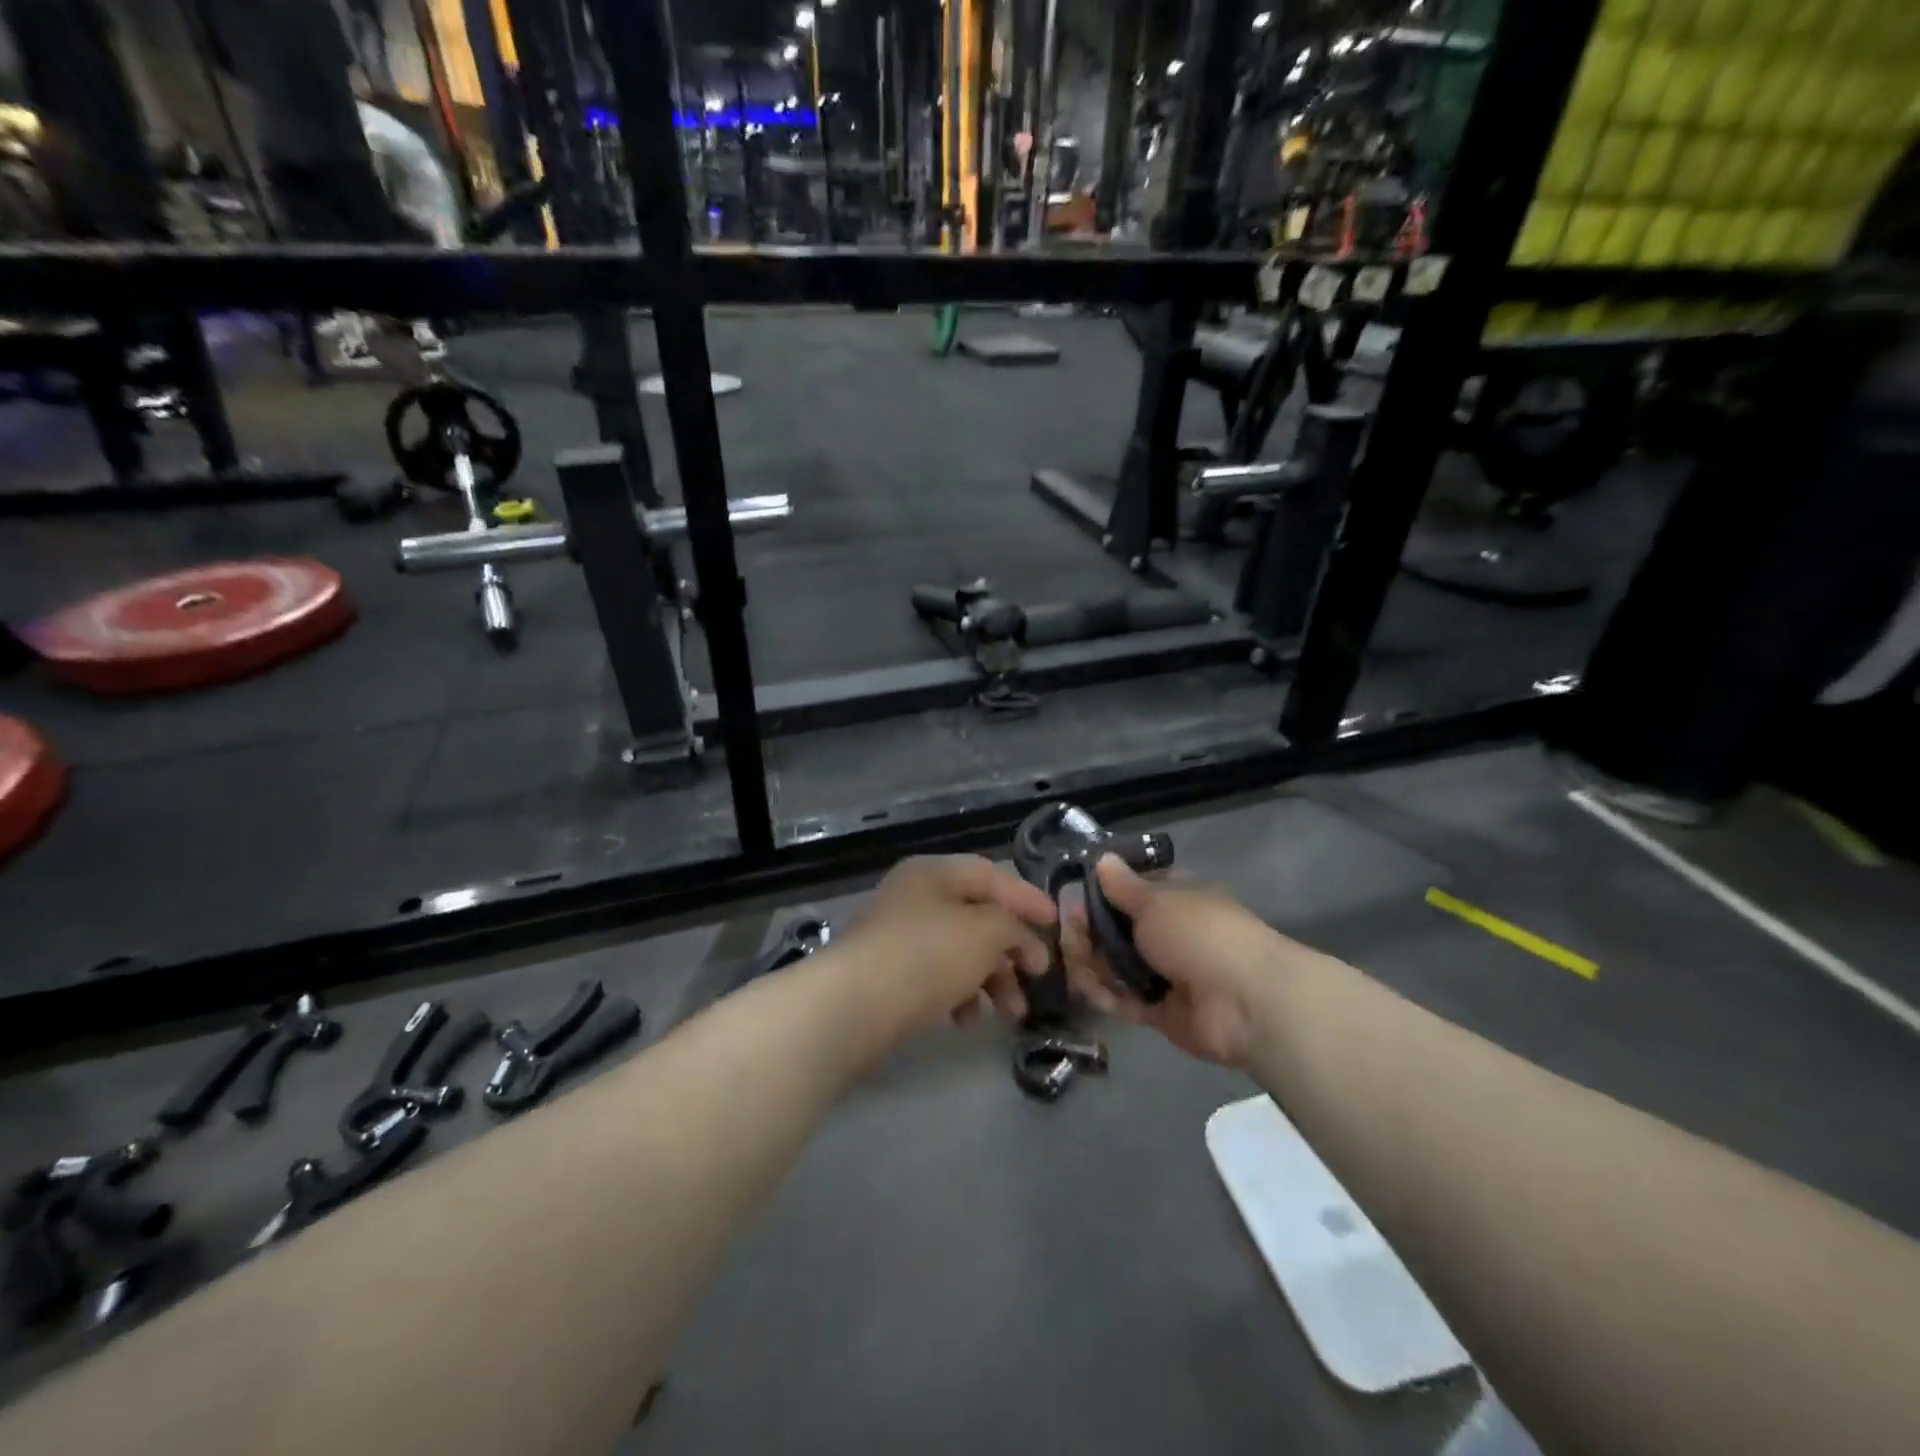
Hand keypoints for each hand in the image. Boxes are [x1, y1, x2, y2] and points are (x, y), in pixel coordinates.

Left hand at [834, 856, 1056, 1041]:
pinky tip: (965, 1020)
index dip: (1028, 898)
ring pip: (960, 952)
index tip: (1057, 924)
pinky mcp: (889, 976)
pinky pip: (937, 978)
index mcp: (934, 873)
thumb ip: (1015, 928)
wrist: (854, 1006)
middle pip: (977, 917)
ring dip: (992, 980)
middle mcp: (915, 898)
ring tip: (1010, 1014)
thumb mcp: (986, 931)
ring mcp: (899, 937)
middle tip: (1037, 977)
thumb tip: (1025, 944)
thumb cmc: (928, 954)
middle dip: (1012, 950)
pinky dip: (959, 995)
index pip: (992, 875)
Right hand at [1061, 856, 1283, 1069]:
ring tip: (1074, 964)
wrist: (1244, 1002)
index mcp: (1176, 899)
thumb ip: (1122, 886)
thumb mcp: (1155, 901)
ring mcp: (1165, 973)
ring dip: (1092, 964)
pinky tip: (1090, 989)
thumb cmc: (1199, 934)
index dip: (1102, 893)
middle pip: (1117, 930)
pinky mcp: (1160, 1011)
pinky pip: (1124, 1000)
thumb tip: (1102, 858)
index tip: (1072, 896)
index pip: (1132, 890)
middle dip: (1088, 932)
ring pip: (1116, 966)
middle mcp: (1170, 933)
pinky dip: (1106, 995)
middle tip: (1067, 934)